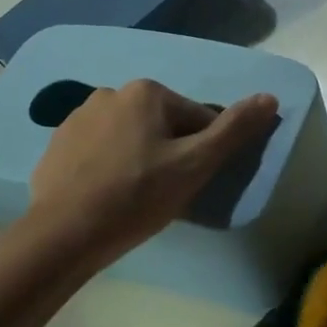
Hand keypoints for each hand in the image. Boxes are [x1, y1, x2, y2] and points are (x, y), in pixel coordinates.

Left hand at [27, 79, 277, 264]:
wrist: (64, 233)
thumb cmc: (137, 196)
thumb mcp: (195, 165)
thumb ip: (234, 130)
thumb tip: (269, 98)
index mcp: (146, 92)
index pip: (197, 118)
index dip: (203, 153)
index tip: (192, 183)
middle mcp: (110, 93)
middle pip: (163, 125)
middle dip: (171, 154)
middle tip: (166, 193)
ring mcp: (77, 118)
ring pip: (131, 138)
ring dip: (141, 159)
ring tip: (137, 198)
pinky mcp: (58, 145)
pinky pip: (100, 151)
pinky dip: (111, 168)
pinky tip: (109, 197)